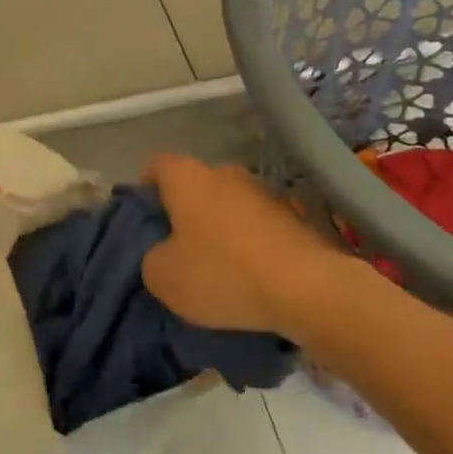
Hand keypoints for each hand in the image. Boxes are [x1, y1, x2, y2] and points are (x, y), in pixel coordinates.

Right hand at [141, 154, 340, 335]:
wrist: (308, 288)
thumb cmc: (223, 273)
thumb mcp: (164, 277)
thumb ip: (151, 258)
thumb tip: (162, 253)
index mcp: (188, 177)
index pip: (156, 165)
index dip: (144, 189)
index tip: (144, 221)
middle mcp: (225, 172)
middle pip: (194, 185)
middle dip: (184, 212)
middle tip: (177, 249)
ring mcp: (263, 192)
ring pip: (228, 205)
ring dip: (220, 228)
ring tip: (217, 268)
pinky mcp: (294, 216)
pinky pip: (257, 225)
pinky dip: (249, 244)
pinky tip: (249, 277)